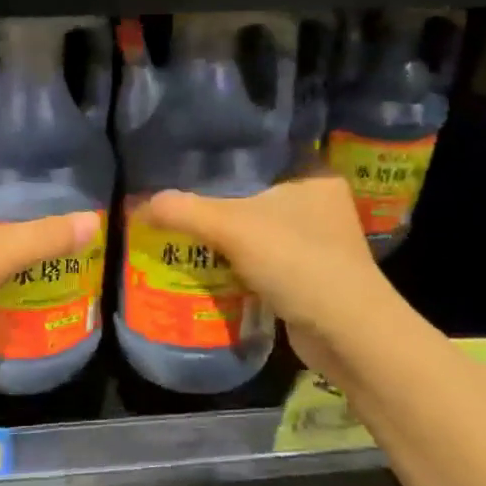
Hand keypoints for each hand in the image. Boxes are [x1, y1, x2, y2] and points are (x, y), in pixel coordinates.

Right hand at [134, 166, 398, 377]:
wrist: (347, 333)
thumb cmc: (298, 262)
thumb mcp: (233, 228)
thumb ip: (184, 211)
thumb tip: (138, 204)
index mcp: (312, 173)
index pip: (258, 152)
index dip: (219, 155)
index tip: (182, 160)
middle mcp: (318, 201)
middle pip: (253, 191)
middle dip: (215, 199)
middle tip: (173, 196)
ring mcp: (316, 240)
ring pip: (256, 227)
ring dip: (224, 234)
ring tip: (179, 227)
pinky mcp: (308, 272)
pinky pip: (262, 257)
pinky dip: (236, 261)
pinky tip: (205, 262)